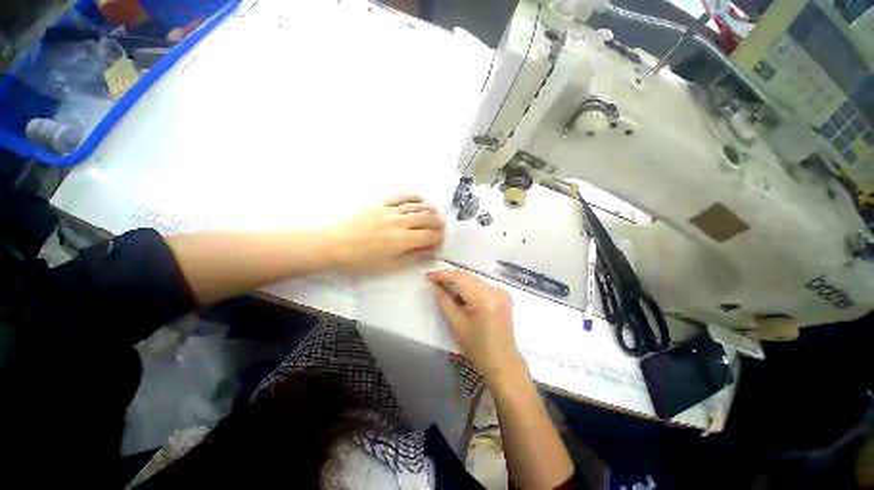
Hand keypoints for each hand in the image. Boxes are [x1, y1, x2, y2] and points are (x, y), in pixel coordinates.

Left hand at [324, 194, 444, 273]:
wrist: (333, 244)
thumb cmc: (360, 260)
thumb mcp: (389, 266)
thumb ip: (412, 257)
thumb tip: (429, 250)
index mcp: (402, 240)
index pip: (430, 235)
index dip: (439, 238)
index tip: (440, 242)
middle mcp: (400, 222)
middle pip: (427, 218)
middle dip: (438, 224)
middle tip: (441, 229)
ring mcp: (390, 210)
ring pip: (417, 206)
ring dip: (430, 210)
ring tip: (434, 215)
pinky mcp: (380, 203)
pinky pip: (401, 196)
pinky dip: (413, 197)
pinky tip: (419, 199)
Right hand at [427, 270, 525, 385]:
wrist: (502, 362)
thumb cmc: (477, 347)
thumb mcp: (457, 324)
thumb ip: (444, 301)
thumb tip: (433, 286)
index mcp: (484, 298)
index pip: (460, 278)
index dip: (442, 275)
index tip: (427, 276)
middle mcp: (495, 290)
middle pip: (467, 277)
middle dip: (449, 277)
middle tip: (433, 281)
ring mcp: (501, 292)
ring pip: (474, 280)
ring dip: (458, 281)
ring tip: (443, 286)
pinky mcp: (503, 296)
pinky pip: (481, 285)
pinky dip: (469, 287)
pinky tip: (459, 293)